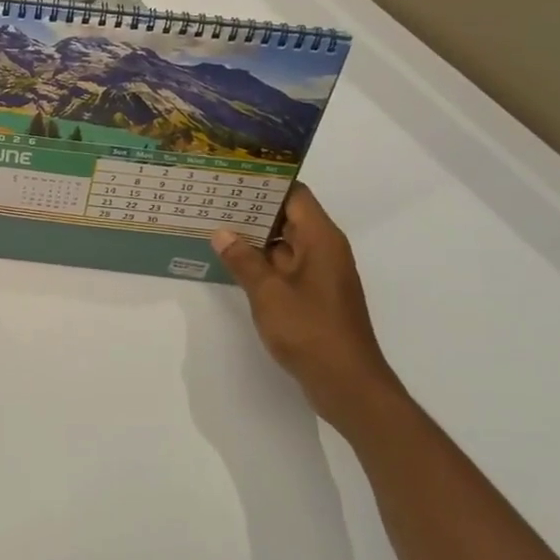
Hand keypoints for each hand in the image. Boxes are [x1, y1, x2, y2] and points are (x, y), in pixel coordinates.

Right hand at [212, 185, 395, 421]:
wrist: (347, 384)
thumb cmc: (311, 332)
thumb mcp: (269, 294)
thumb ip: (244, 260)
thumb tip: (221, 233)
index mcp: (321, 240)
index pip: (295, 195)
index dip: (266, 182)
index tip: (232, 175)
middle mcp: (324, 250)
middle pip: (288, 215)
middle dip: (253, 208)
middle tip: (212, 199)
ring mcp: (319, 274)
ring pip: (284, 242)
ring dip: (253, 236)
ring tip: (214, 225)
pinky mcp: (313, 295)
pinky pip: (284, 266)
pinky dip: (260, 261)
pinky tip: (231, 262)